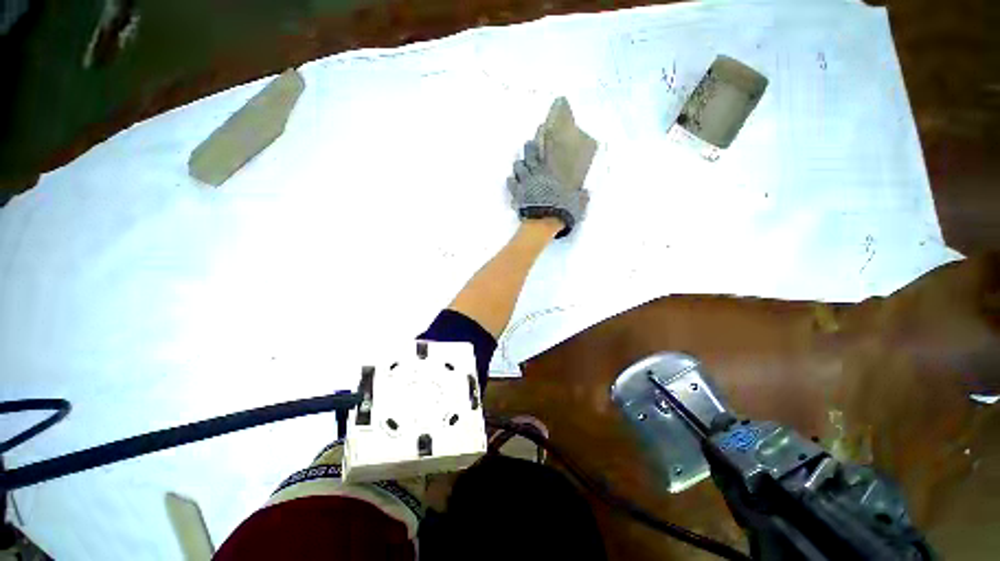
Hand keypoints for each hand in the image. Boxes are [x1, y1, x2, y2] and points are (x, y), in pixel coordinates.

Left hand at [507, 141, 588, 237]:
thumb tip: (586, 192)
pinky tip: (511, 179)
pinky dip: (511, 180)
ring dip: (519, 165)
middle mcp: (536, 175)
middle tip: (528, 146)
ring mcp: (525, 185)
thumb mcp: (577, 204)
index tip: (539, 137)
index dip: (540, 145)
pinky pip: (511, 184)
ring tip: (520, 165)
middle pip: (528, 157)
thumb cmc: (561, 210)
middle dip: (528, 150)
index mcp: (550, 174)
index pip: (544, 154)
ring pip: (518, 168)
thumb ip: (581, 197)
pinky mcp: (517, 195)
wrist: (544, 222)